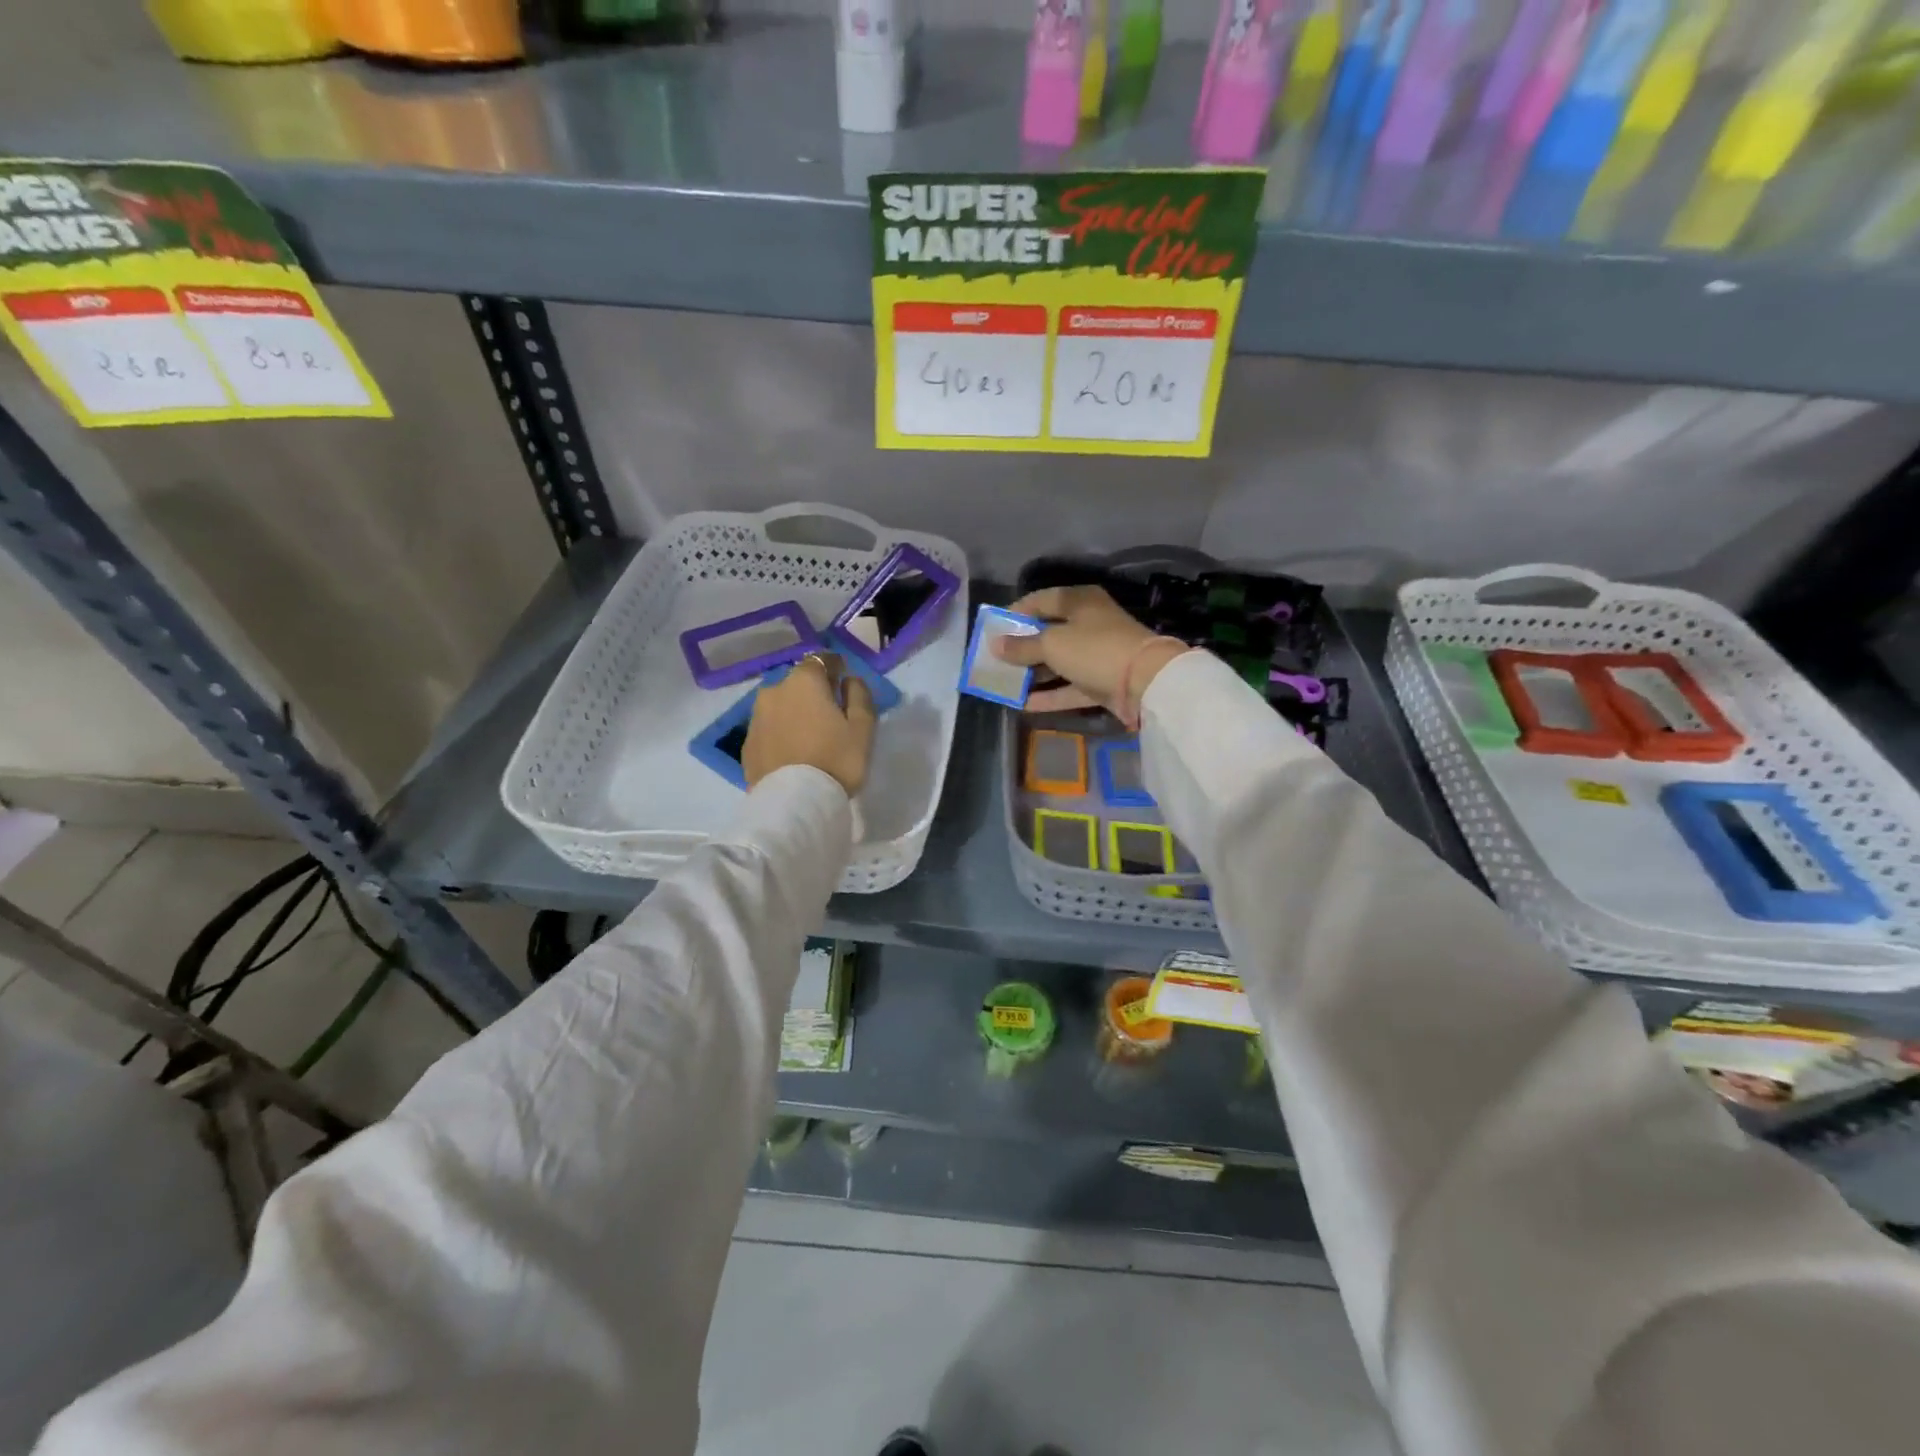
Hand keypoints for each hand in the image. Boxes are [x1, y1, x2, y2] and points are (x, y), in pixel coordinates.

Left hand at [743, 653, 876, 794]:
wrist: (794, 803)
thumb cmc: (836, 759)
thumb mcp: (863, 727)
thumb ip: (859, 695)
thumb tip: (849, 680)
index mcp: (804, 681)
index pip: (821, 660)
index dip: (836, 669)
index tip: (845, 684)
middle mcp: (774, 691)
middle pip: (798, 684)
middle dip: (814, 693)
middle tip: (830, 716)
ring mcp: (756, 718)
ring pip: (781, 706)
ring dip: (795, 713)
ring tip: (810, 737)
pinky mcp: (747, 744)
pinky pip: (769, 729)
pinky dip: (781, 733)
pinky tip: (793, 752)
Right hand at [992, 585, 1188, 715]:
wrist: (1146, 682)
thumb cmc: (1094, 649)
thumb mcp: (1052, 644)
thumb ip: (1021, 646)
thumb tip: (995, 644)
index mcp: (1079, 601)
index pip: (1041, 600)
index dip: (1016, 612)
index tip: (993, 627)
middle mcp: (1089, 623)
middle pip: (1049, 632)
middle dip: (1022, 646)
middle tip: (995, 659)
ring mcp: (1097, 654)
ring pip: (1059, 662)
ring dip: (1033, 673)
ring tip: (1004, 683)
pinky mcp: (1102, 682)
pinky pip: (1070, 687)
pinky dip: (1049, 695)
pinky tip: (1023, 705)